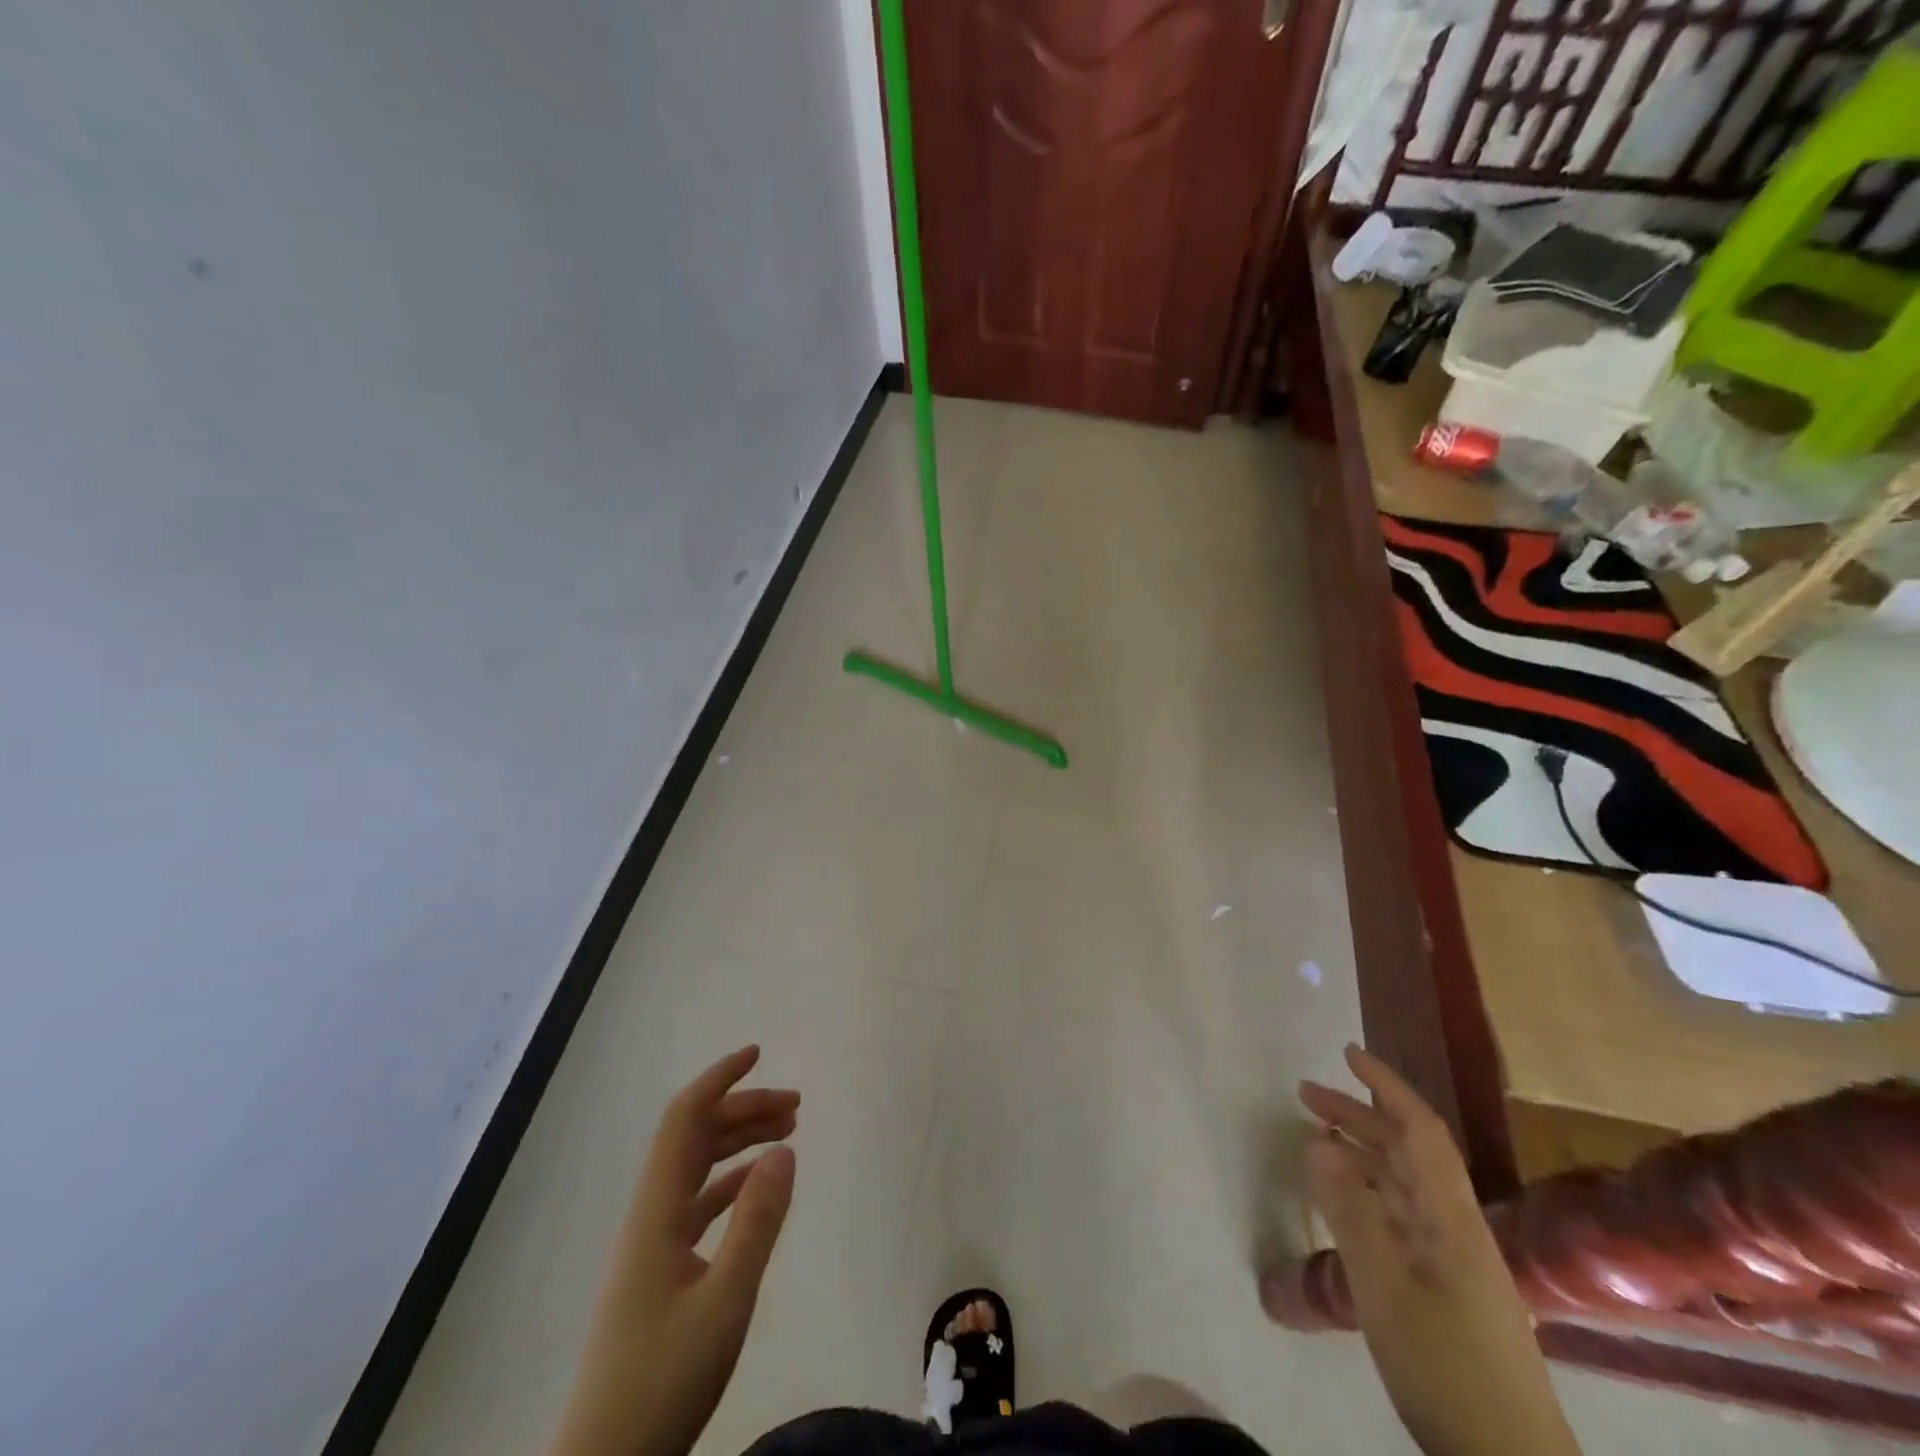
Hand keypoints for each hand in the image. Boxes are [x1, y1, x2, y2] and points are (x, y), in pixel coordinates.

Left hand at [549, 1047, 798, 1455]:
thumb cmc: (662, 1382)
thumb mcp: (724, 1303)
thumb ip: (757, 1223)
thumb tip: (786, 1149)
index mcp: (656, 1212)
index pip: (683, 1120)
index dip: (718, 1080)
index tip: (757, 1053)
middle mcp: (650, 1216)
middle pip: (694, 1138)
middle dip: (743, 1109)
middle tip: (796, 1106)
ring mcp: (652, 1245)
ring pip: (697, 1168)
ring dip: (739, 1142)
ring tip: (788, 1133)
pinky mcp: (660, 1273)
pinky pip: (699, 1203)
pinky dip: (732, 1181)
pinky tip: (758, 1185)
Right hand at [1299, 1044, 1500, 1305]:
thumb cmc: (1446, 1366)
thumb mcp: (1385, 1287)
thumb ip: (1350, 1211)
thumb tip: (1318, 1141)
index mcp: (1451, 1217)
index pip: (1419, 1131)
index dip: (1386, 1086)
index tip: (1346, 1054)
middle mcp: (1455, 1226)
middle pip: (1407, 1152)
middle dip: (1358, 1114)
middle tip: (1305, 1094)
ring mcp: (1453, 1259)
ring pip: (1403, 1184)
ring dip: (1360, 1152)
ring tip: (1315, 1136)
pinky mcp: (1445, 1287)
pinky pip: (1400, 1217)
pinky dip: (1366, 1193)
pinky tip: (1342, 1201)